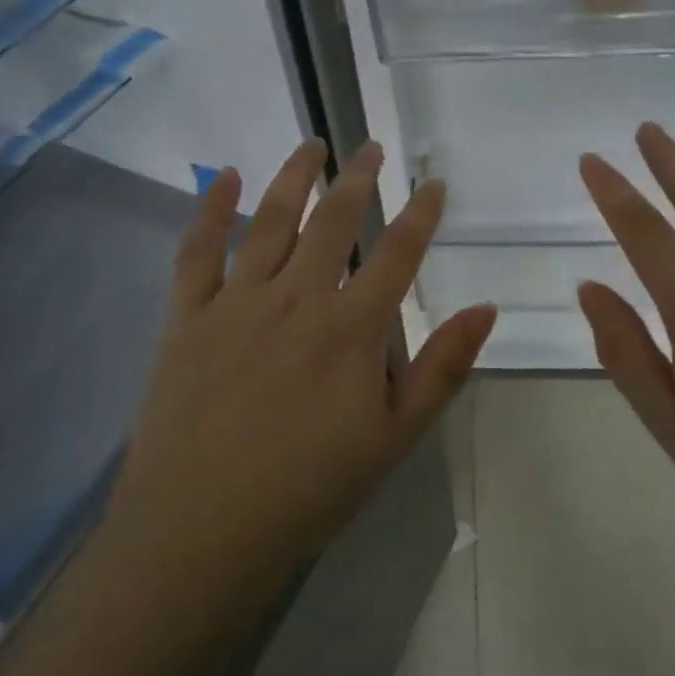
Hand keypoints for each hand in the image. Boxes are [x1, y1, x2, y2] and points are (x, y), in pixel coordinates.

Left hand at [100, 141, 495, 609]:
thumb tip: (485, 308)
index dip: (420, 214)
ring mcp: (238, 302)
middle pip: (334, 222)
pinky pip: (199, 250)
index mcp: (350, 328)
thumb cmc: (309, 489)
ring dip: (295, 177)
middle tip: (372, 148)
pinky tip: (226, 177)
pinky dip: (213, 209)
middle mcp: (297, 298)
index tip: (434, 183)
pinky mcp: (189, 316)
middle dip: (358, 180)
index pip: (397, 254)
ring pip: (272, 221)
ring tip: (313, 146)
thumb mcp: (394, 438)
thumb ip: (442, 368)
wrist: (202, 530)